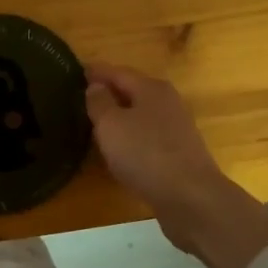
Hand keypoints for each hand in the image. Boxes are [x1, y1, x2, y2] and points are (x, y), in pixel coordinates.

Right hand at [85, 62, 267, 267]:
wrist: (190, 197)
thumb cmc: (145, 154)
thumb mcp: (111, 125)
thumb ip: (99, 103)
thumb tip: (95, 87)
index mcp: (151, 89)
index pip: (118, 72)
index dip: (96, 72)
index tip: (77, 70)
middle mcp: (167, 103)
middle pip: (133, 91)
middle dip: (109, 93)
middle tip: (82, 97)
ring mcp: (176, 129)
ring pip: (140, 115)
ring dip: (120, 116)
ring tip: (96, 123)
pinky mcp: (178, 154)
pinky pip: (147, 137)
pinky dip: (130, 137)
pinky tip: (119, 150)